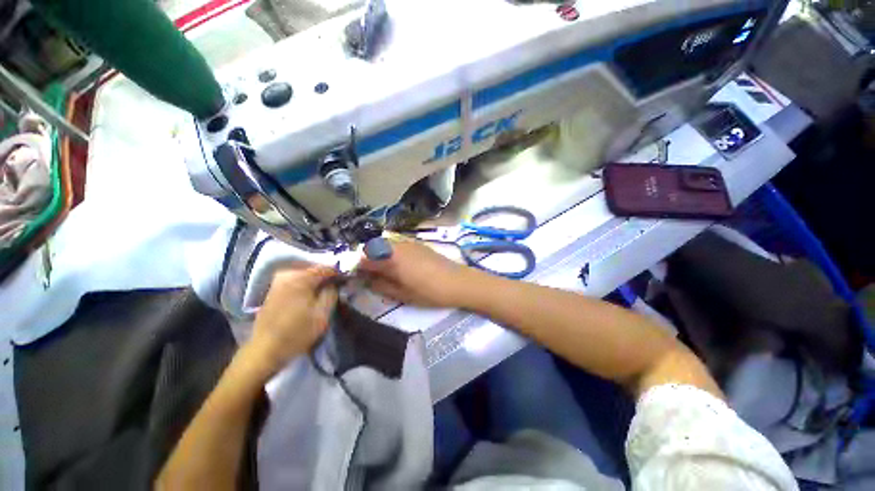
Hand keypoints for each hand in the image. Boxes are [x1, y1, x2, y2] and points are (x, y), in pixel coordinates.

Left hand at [245, 266, 338, 376]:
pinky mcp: (273, 289)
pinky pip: (295, 279)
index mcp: (301, 278)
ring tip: (326, 288)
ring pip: (304, 273)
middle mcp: (288, 275)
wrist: (264, 351)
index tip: (348, 278)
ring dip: (317, 279)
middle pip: (314, 268)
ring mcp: (278, 281)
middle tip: (338, 284)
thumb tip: (336, 281)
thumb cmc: (297, 333)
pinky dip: (306, 282)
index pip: (327, 267)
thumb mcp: (323, 314)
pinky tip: (311, 292)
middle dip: (327, 274)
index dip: (340, 271)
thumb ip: (332, 292)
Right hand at [358, 240, 474, 307]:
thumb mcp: (402, 294)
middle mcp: (397, 246)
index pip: (364, 257)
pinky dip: (391, 252)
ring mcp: (409, 243)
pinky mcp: (418, 244)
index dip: (356, 266)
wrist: (458, 282)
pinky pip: (397, 245)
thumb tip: (367, 280)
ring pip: (385, 244)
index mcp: (391, 258)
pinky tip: (397, 264)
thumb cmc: (430, 291)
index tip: (354, 276)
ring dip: (379, 255)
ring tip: (382, 270)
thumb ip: (381, 285)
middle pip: (373, 247)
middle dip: (367, 259)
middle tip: (368, 275)